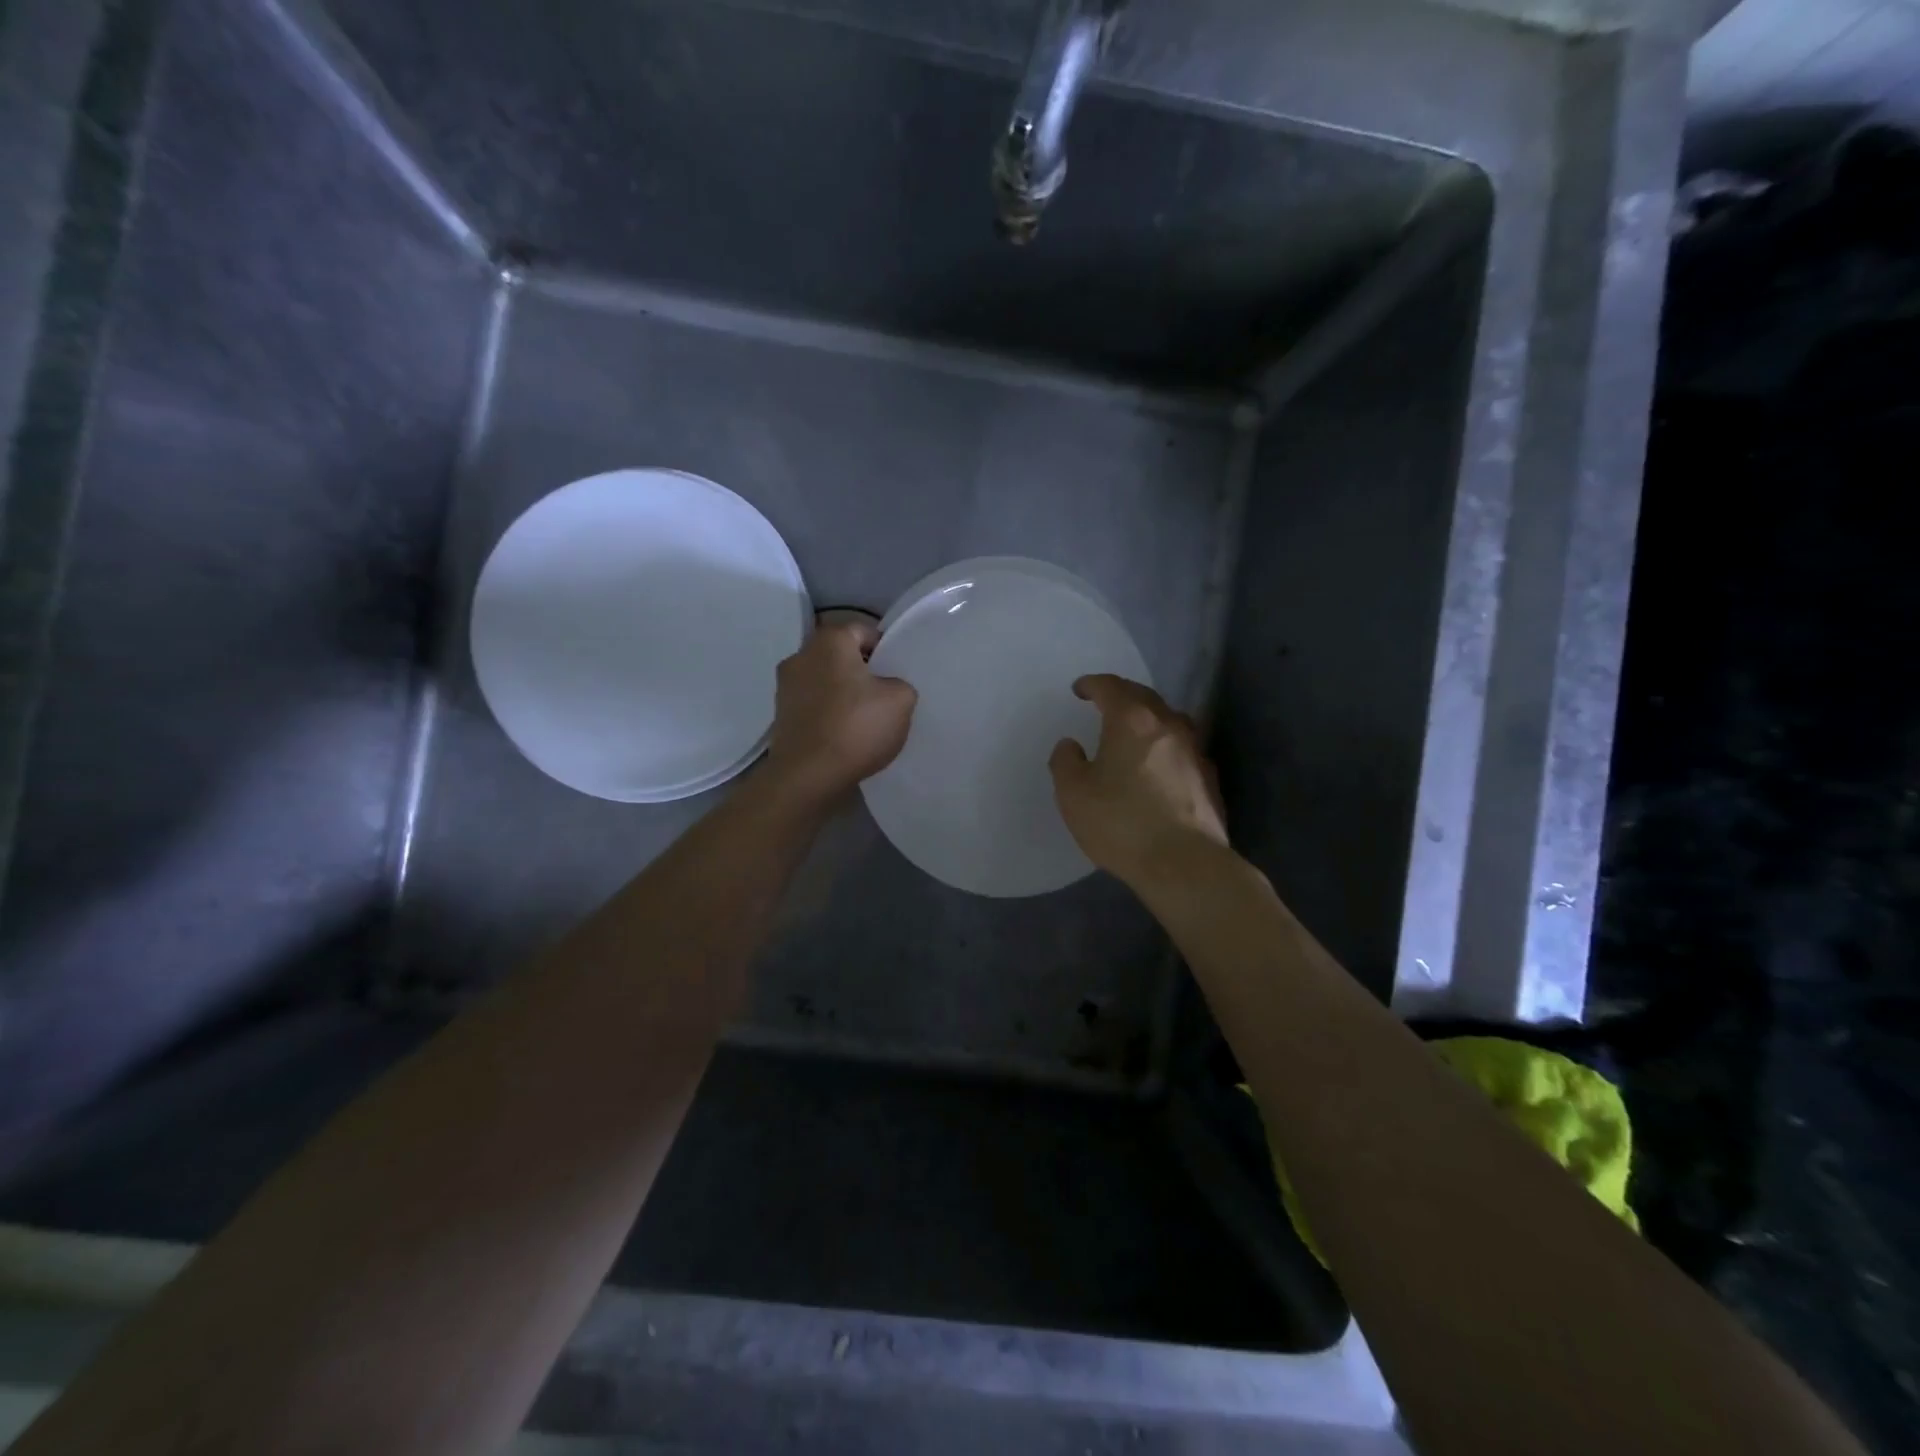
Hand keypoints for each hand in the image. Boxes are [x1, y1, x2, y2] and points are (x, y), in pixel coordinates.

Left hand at [763, 621, 916, 806]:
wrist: (807, 777)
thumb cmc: (855, 728)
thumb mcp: (901, 701)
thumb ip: (901, 684)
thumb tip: (888, 688)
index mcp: (829, 642)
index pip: (863, 630)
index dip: (885, 649)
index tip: (897, 673)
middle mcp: (800, 656)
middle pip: (841, 655)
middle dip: (863, 671)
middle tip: (885, 695)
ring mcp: (785, 687)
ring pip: (825, 680)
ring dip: (844, 693)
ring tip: (865, 718)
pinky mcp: (781, 715)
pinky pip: (814, 704)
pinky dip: (829, 713)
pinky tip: (845, 734)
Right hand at [1049, 675, 1227, 890]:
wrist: (1184, 863)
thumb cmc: (1121, 822)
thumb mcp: (1073, 793)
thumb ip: (1066, 761)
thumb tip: (1071, 745)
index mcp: (1132, 720)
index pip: (1111, 687)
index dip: (1092, 685)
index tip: (1079, 690)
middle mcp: (1168, 725)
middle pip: (1144, 697)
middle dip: (1122, 695)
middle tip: (1105, 703)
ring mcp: (1195, 750)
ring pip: (1169, 721)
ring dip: (1149, 719)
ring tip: (1134, 732)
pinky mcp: (1209, 778)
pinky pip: (1183, 749)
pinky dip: (1165, 747)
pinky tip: (1158, 766)